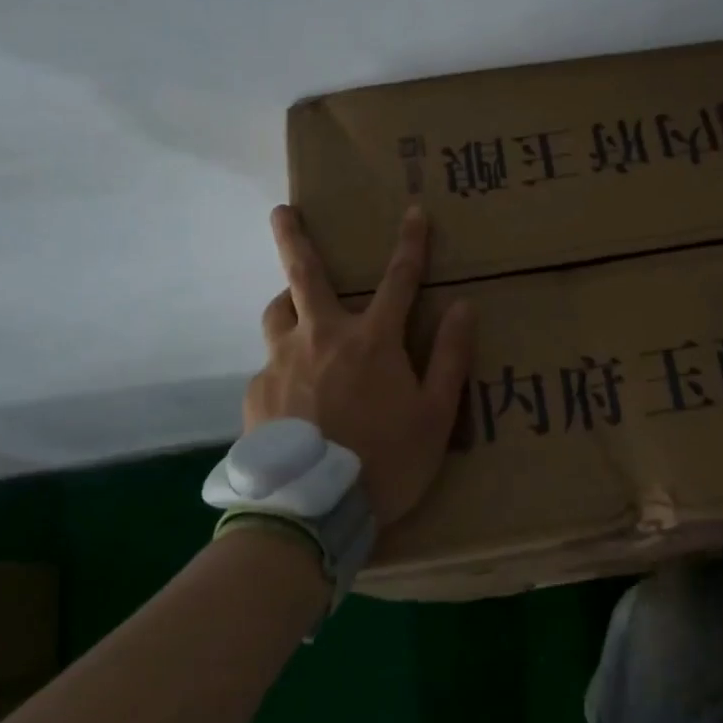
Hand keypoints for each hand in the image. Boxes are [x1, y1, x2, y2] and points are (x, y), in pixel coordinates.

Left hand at [245, 204, 476, 529]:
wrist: (313, 511)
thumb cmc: (386, 461)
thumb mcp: (435, 415)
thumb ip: (451, 357)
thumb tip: (465, 307)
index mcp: (371, 340)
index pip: (399, 279)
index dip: (411, 243)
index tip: (414, 212)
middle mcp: (322, 337)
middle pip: (304, 274)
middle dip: (293, 236)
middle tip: (280, 210)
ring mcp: (282, 362)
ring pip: (277, 314)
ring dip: (287, 302)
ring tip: (294, 310)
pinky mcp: (257, 392)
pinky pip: (270, 366)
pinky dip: (284, 367)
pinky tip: (292, 399)